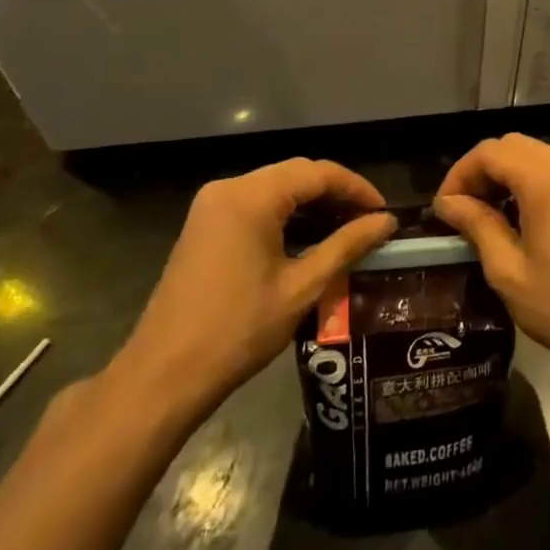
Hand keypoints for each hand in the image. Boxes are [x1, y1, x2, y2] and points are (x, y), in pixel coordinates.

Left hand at [110, 159, 395, 425]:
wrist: (163, 376)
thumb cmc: (238, 330)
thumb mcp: (302, 287)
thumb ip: (347, 245)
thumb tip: (386, 222)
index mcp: (251, 197)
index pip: (317, 173)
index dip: (357, 188)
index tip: (385, 212)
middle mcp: (229, 188)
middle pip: (296, 174)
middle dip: (336, 193)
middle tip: (370, 221)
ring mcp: (211, 206)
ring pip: (276, 188)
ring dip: (312, 204)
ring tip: (348, 230)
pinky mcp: (204, 226)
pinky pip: (255, 205)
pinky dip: (286, 215)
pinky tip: (309, 238)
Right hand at [432, 134, 549, 374]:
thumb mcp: (508, 270)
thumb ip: (477, 225)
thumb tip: (448, 203)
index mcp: (546, 180)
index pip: (490, 152)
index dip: (460, 174)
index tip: (445, 208)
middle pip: (514, 146)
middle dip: (483, 171)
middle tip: (464, 209)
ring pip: (537, 155)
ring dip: (508, 175)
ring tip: (489, 215)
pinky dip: (533, 182)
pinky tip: (524, 219)